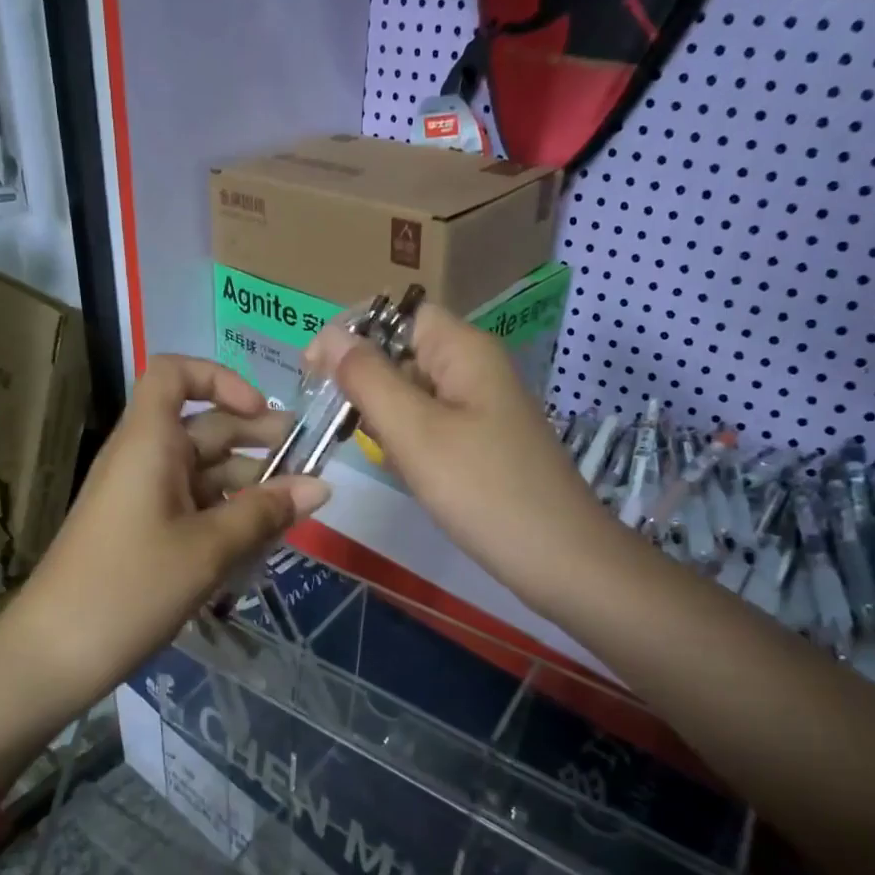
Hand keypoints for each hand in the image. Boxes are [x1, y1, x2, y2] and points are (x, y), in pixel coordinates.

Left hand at [0, 357, 329, 729]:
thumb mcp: (208, 550)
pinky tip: (262, 540)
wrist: (54, 654)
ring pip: (204, 471)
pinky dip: (228, 514)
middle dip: (257, 438)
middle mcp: (144, 458)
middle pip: (203, 426)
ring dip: (249, 484)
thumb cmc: (130, 587)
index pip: (174, 374)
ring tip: (295, 511)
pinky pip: (193, 505)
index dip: (220, 379)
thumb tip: (322, 486)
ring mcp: (142, 496)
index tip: (260, 412)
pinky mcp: (143, 531)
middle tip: (310, 462)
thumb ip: (266, 513)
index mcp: (148, 442)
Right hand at [309, 305, 613, 619]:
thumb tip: (328, 335)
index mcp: (464, 350)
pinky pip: (430, 426)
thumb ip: (367, 379)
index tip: (314, 372)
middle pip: (403, 353)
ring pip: (413, 393)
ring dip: (383, 415)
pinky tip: (402, 469)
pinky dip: (407, 441)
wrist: (559, 559)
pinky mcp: (481, 443)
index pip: (399, 315)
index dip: (354, 333)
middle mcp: (474, 369)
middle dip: (365, 381)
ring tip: (372, 450)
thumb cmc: (483, 490)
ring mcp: (480, 408)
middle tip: (337, 423)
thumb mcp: (415, 431)